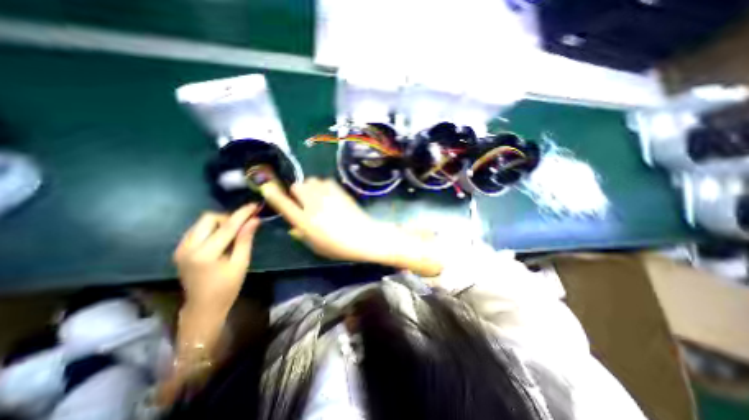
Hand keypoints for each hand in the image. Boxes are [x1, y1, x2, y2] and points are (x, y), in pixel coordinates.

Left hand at [174, 204, 260, 311]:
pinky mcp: (180, 250)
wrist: (203, 307)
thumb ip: (245, 239)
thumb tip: (254, 220)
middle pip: (208, 218)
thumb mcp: (241, 263)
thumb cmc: (227, 287)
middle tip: (242, 227)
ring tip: (233, 233)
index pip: (227, 226)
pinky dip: (211, 229)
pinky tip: (221, 239)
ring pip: (201, 222)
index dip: (242, 214)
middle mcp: (188, 248)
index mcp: (205, 254)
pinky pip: (197, 230)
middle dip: (227, 218)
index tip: (254, 205)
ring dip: (219, 223)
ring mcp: (181, 248)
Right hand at [261, 177, 443, 275]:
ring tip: (318, 197)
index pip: (283, 204)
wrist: (365, 236)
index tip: (267, 187)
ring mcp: (328, 196)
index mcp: (305, 222)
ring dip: (310, 188)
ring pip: (310, 181)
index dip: (273, 194)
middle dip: (297, 192)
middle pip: (297, 186)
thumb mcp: (317, 247)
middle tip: (304, 201)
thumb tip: (293, 227)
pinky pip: (325, 180)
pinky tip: (329, 195)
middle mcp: (313, 205)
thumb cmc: (340, 247)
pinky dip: (323, 186)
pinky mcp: (339, 191)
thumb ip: (302, 235)